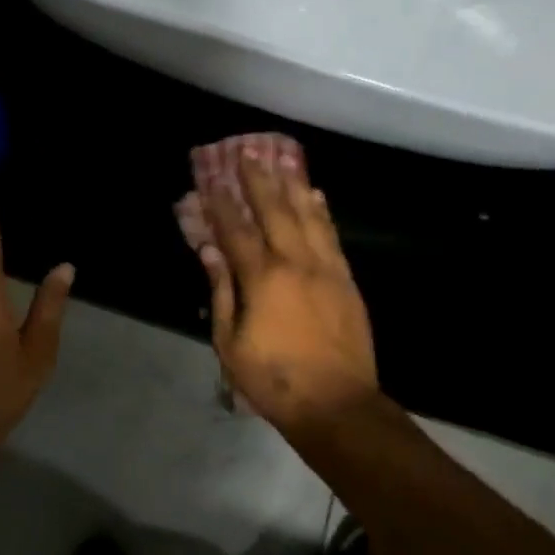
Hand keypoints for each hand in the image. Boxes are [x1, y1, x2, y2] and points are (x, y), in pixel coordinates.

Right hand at [200, 145, 378, 432]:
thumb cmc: (273, 378)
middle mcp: (295, 263)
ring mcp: (326, 269)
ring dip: (292, 185)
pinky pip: (332, 236)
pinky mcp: (346, 280)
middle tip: (248, 151)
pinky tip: (316, 195)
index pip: (236, 230)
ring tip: (282, 158)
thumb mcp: (229, 341)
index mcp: (262, 278)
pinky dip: (322, 212)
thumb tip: (209, 251)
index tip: (210, 176)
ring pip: (307, 216)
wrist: (337, 404)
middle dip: (258, 180)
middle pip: (274, 211)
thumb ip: (220, 291)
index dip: (221, 202)